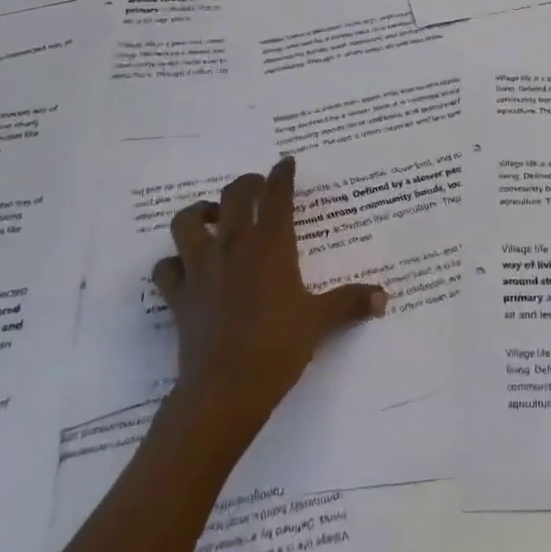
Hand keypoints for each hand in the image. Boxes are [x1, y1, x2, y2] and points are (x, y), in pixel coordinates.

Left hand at [155, 155, 386, 440]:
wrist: (225, 389)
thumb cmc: (278, 346)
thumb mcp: (320, 321)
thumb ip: (351, 303)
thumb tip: (384, 298)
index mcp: (271, 245)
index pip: (277, 195)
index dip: (282, 175)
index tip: (286, 163)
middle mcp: (233, 246)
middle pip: (234, 195)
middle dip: (247, 184)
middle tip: (257, 189)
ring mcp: (200, 268)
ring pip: (188, 221)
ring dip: (200, 213)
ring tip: (214, 218)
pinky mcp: (178, 295)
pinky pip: (165, 268)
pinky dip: (173, 263)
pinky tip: (186, 268)